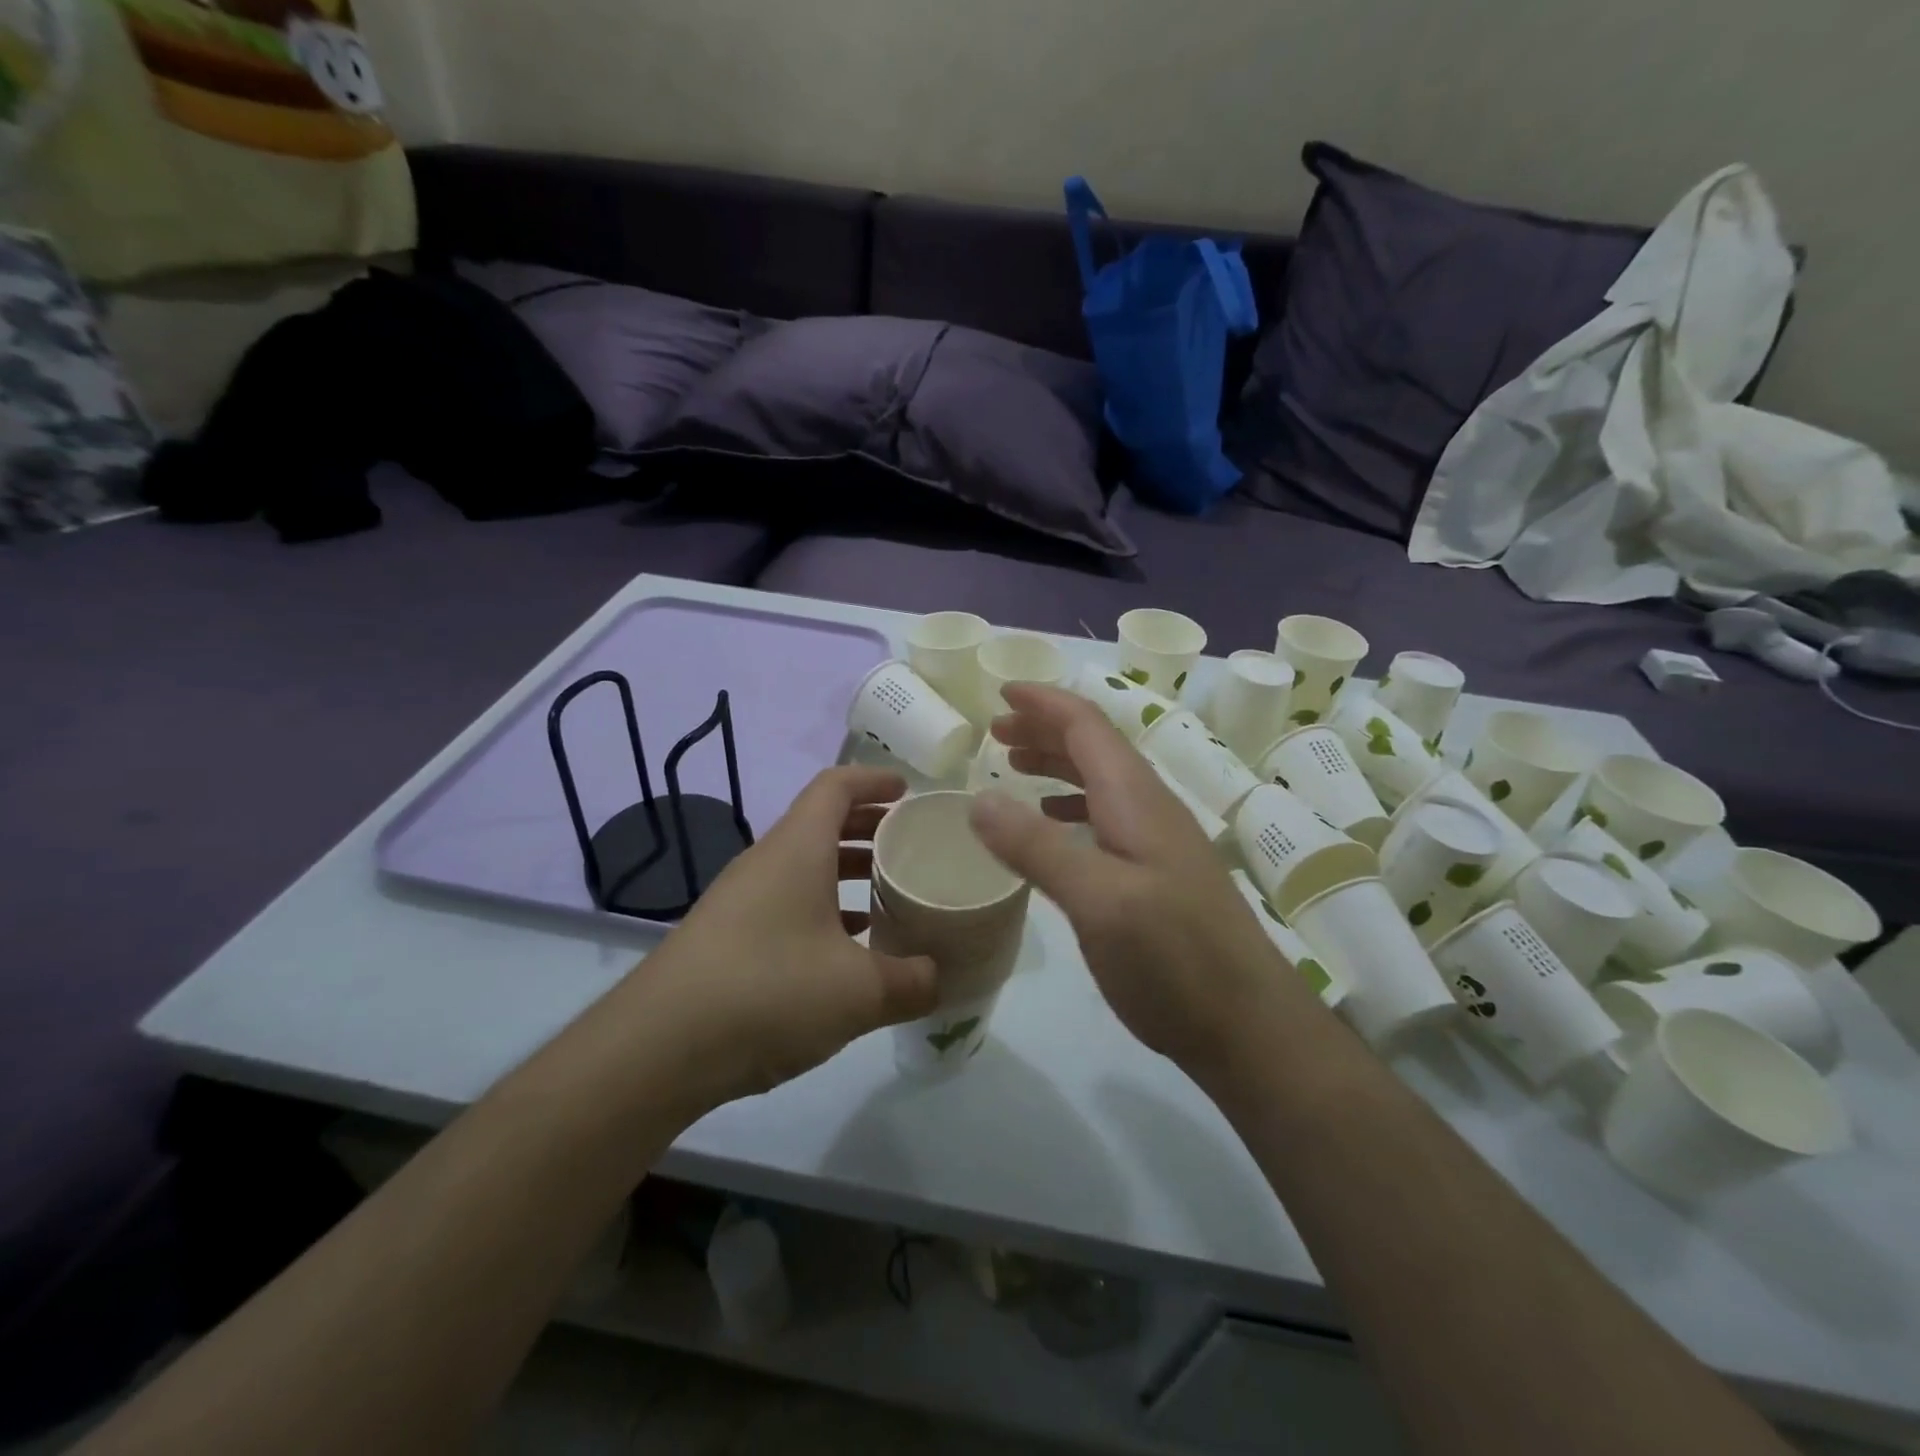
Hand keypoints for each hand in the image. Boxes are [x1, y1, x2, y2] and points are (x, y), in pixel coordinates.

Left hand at [630, 767, 937, 1108]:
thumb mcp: (859, 990)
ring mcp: (742, 902)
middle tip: (910, 845)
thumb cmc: (769, 991)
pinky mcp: (728, 940)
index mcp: (797, 849)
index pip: (836, 786)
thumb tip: (938, 978)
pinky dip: (823, 912)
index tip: (909, 792)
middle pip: (821, 824)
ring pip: (804, 868)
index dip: (874, 780)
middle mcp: (766, 863)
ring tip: (889, 895)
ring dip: (847, 873)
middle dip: (868, 827)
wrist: (657, 1050)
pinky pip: (787, 905)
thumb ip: (911, 981)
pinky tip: (847, 950)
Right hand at [970, 685, 1323, 1080]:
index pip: (1087, 726)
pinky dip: (1071, 808)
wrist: (1248, 1027)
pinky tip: (1054, 827)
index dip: (1044, 702)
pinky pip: (1107, 819)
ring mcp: (1158, 843)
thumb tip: (977, 798)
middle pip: (1094, 747)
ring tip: (1014, 768)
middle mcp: (1149, 808)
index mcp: (1136, 798)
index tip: (1000, 691)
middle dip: (1045, 729)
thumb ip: (1037, 846)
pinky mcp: (1157, 876)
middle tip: (996, 731)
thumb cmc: (1173, 958)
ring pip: (1100, 782)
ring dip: (1056, 765)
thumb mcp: (1097, 900)